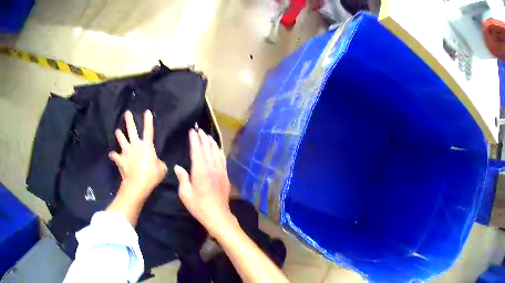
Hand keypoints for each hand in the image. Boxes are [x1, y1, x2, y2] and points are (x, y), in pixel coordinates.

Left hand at [109, 110, 167, 201]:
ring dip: (119, 135)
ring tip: (117, 131)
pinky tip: (111, 155)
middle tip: (127, 113)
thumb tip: (157, 162)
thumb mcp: (161, 169)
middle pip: (131, 130)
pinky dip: (113, 155)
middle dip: (129, 121)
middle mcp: (135, 145)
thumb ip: (159, 163)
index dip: (148, 121)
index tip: (147, 112)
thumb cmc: (152, 175)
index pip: (148, 130)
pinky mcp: (120, 160)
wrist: (138, 184)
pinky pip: (115, 156)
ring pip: (121, 139)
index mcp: (147, 146)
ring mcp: (126, 152)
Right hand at [174, 128, 233, 235]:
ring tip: (208, 135)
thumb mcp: (185, 194)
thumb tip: (178, 167)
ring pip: (216, 152)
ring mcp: (220, 171)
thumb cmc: (199, 206)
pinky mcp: (225, 176)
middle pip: (207, 148)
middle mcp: (211, 167)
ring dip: (211, 143)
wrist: (218, 215)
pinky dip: (219, 151)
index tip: (192, 131)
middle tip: (199, 130)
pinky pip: (222, 159)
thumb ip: (182, 178)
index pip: (197, 150)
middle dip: (203, 138)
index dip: (194, 140)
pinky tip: (218, 149)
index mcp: (200, 171)